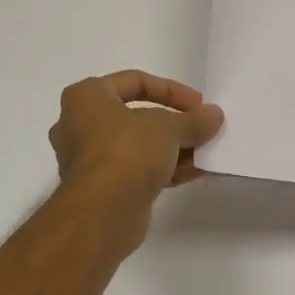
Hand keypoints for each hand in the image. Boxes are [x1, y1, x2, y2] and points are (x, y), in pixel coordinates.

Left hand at [49, 70, 223, 247]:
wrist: (102, 212)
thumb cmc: (127, 152)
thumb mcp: (169, 128)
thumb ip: (194, 119)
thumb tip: (214, 115)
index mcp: (86, 97)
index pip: (135, 81)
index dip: (172, 90)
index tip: (199, 104)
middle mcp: (80, 124)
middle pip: (136, 116)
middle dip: (174, 123)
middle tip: (200, 128)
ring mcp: (89, 159)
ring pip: (138, 145)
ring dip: (173, 148)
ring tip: (204, 152)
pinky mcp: (101, 188)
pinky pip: (136, 170)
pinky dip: (163, 168)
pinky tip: (194, 172)